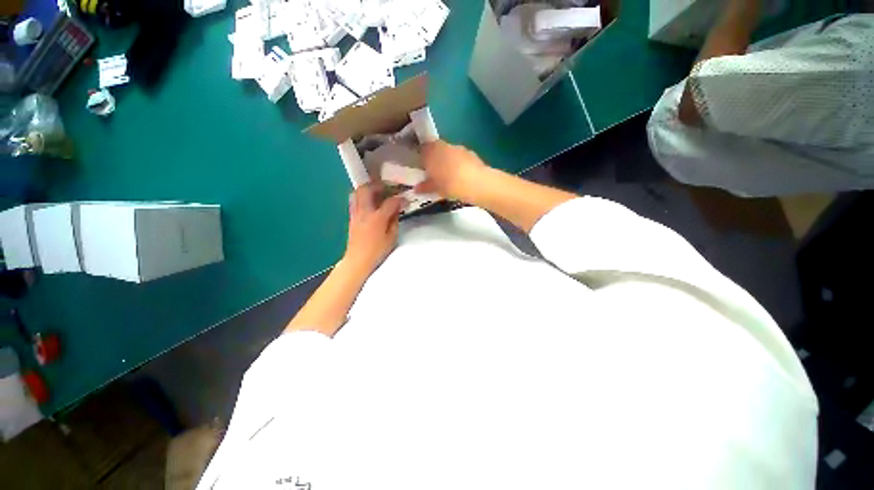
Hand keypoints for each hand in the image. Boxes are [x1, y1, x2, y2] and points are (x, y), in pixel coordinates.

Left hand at [343, 183, 404, 274]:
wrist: (358, 260)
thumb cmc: (377, 251)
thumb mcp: (392, 237)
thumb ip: (395, 221)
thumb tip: (396, 210)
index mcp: (377, 218)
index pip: (390, 201)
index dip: (400, 199)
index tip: (406, 201)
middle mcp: (364, 212)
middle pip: (367, 189)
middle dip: (379, 185)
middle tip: (388, 189)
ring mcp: (356, 213)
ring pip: (357, 192)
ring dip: (368, 189)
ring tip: (377, 192)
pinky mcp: (351, 217)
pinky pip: (354, 200)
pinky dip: (362, 196)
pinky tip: (369, 202)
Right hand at [415, 141, 488, 202]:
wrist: (477, 183)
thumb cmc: (450, 184)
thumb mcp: (434, 188)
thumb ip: (425, 186)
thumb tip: (417, 188)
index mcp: (431, 150)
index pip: (422, 149)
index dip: (421, 157)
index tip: (421, 168)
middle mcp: (444, 145)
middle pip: (436, 149)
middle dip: (435, 159)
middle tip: (433, 173)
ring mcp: (459, 148)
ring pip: (449, 153)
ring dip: (447, 161)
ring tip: (448, 176)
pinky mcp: (471, 154)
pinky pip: (460, 158)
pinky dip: (458, 165)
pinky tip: (460, 177)